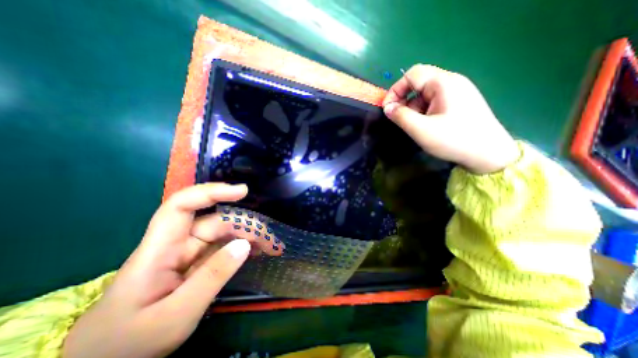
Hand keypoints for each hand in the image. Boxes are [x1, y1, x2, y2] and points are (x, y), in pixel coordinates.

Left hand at [63, 183, 280, 357]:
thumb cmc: (131, 344)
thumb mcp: (175, 315)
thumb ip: (212, 277)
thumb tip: (245, 244)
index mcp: (159, 249)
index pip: (182, 205)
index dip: (211, 192)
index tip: (242, 192)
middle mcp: (176, 244)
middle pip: (214, 222)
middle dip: (244, 225)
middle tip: (269, 239)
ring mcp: (188, 254)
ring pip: (222, 234)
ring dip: (247, 237)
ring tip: (269, 246)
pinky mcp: (197, 263)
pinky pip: (223, 248)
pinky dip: (241, 248)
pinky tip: (256, 252)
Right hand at [383, 66, 517, 175]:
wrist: (489, 154)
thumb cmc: (453, 140)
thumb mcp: (421, 129)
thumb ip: (400, 116)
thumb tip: (387, 108)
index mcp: (443, 83)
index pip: (412, 75)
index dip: (395, 90)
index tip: (387, 109)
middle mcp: (451, 82)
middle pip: (419, 83)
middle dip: (404, 100)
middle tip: (399, 118)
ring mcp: (458, 92)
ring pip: (426, 94)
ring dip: (414, 107)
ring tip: (414, 125)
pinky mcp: (460, 102)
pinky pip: (435, 101)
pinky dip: (424, 111)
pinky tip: (426, 125)